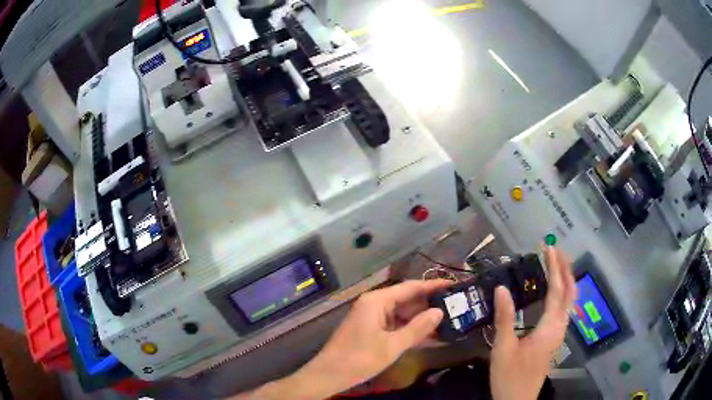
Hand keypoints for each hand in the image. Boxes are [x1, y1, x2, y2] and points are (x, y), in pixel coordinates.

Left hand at [300, 280, 451, 394]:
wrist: (328, 374)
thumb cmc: (359, 358)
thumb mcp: (392, 346)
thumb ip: (417, 328)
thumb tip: (439, 312)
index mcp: (377, 301)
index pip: (410, 287)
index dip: (433, 285)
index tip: (453, 285)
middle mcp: (375, 304)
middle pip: (407, 299)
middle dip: (430, 304)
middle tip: (455, 307)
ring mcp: (372, 317)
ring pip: (403, 314)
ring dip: (422, 320)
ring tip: (448, 322)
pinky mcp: (371, 330)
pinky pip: (395, 325)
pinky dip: (410, 330)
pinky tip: (429, 336)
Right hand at [490, 247, 576, 399]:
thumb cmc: (511, 376)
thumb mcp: (504, 348)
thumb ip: (505, 318)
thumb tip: (502, 288)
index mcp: (550, 327)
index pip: (557, 290)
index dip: (554, 267)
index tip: (548, 248)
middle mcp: (559, 327)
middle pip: (570, 292)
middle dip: (565, 269)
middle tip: (555, 251)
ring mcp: (558, 334)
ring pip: (569, 301)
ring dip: (565, 280)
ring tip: (556, 265)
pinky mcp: (553, 339)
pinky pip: (563, 309)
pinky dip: (562, 294)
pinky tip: (553, 293)